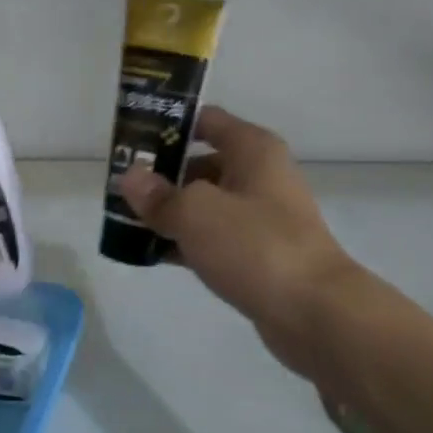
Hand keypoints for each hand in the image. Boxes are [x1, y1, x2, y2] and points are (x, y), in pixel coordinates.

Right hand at [117, 106, 365, 374]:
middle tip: (119, 188)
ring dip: (169, 212)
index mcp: (253, 150)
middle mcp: (259, 176)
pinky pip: (213, 239)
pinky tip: (151, 254)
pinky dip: (185, 242)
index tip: (130, 140)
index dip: (167, 125)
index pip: (205, 121)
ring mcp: (260, 218)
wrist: (313, 311)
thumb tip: (130, 177)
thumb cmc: (255, 245)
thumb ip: (159, 195)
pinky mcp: (257, 254)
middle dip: (160, 175)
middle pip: (201, 164)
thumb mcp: (196, 212)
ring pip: (204, 205)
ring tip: (125, 222)